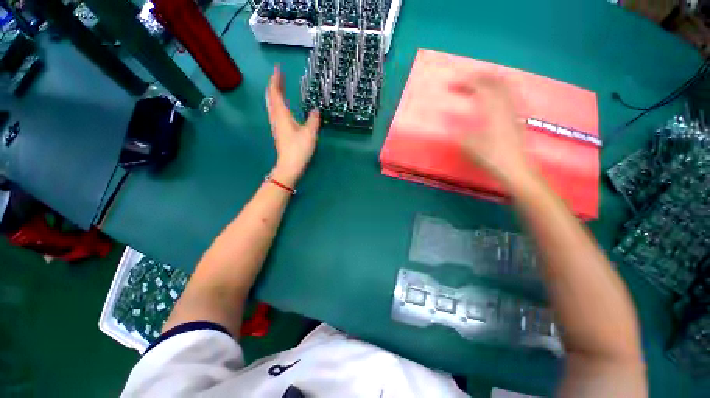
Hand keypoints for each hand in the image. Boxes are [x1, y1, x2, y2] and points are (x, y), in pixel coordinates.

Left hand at [265, 66, 319, 186]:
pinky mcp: (279, 131)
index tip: (278, 68)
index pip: (276, 93)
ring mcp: (276, 125)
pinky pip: (275, 112)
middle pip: (271, 97)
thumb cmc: (299, 149)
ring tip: (279, 86)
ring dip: (274, 93)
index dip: (276, 80)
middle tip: (279, 76)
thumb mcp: (309, 133)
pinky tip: (282, 105)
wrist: (289, 166)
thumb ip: (313, 120)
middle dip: (274, 85)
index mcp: (282, 115)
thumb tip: (316, 110)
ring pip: (272, 104)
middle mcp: (276, 117)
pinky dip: (277, 103)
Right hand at [451, 76, 530, 184]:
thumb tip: (452, 123)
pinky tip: (493, 96)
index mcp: (493, 110)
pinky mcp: (516, 118)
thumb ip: (460, 131)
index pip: (481, 87)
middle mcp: (505, 106)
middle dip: (478, 77)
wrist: (515, 168)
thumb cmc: (491, 157)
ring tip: (478, 83)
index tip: (452, 83)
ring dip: (490, 81)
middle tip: (464, 80)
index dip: (466, 82)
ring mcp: (513, 111)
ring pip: (504, 87)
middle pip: (494, 82)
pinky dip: (499, 89)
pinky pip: (509, 95)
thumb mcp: (469, 145)